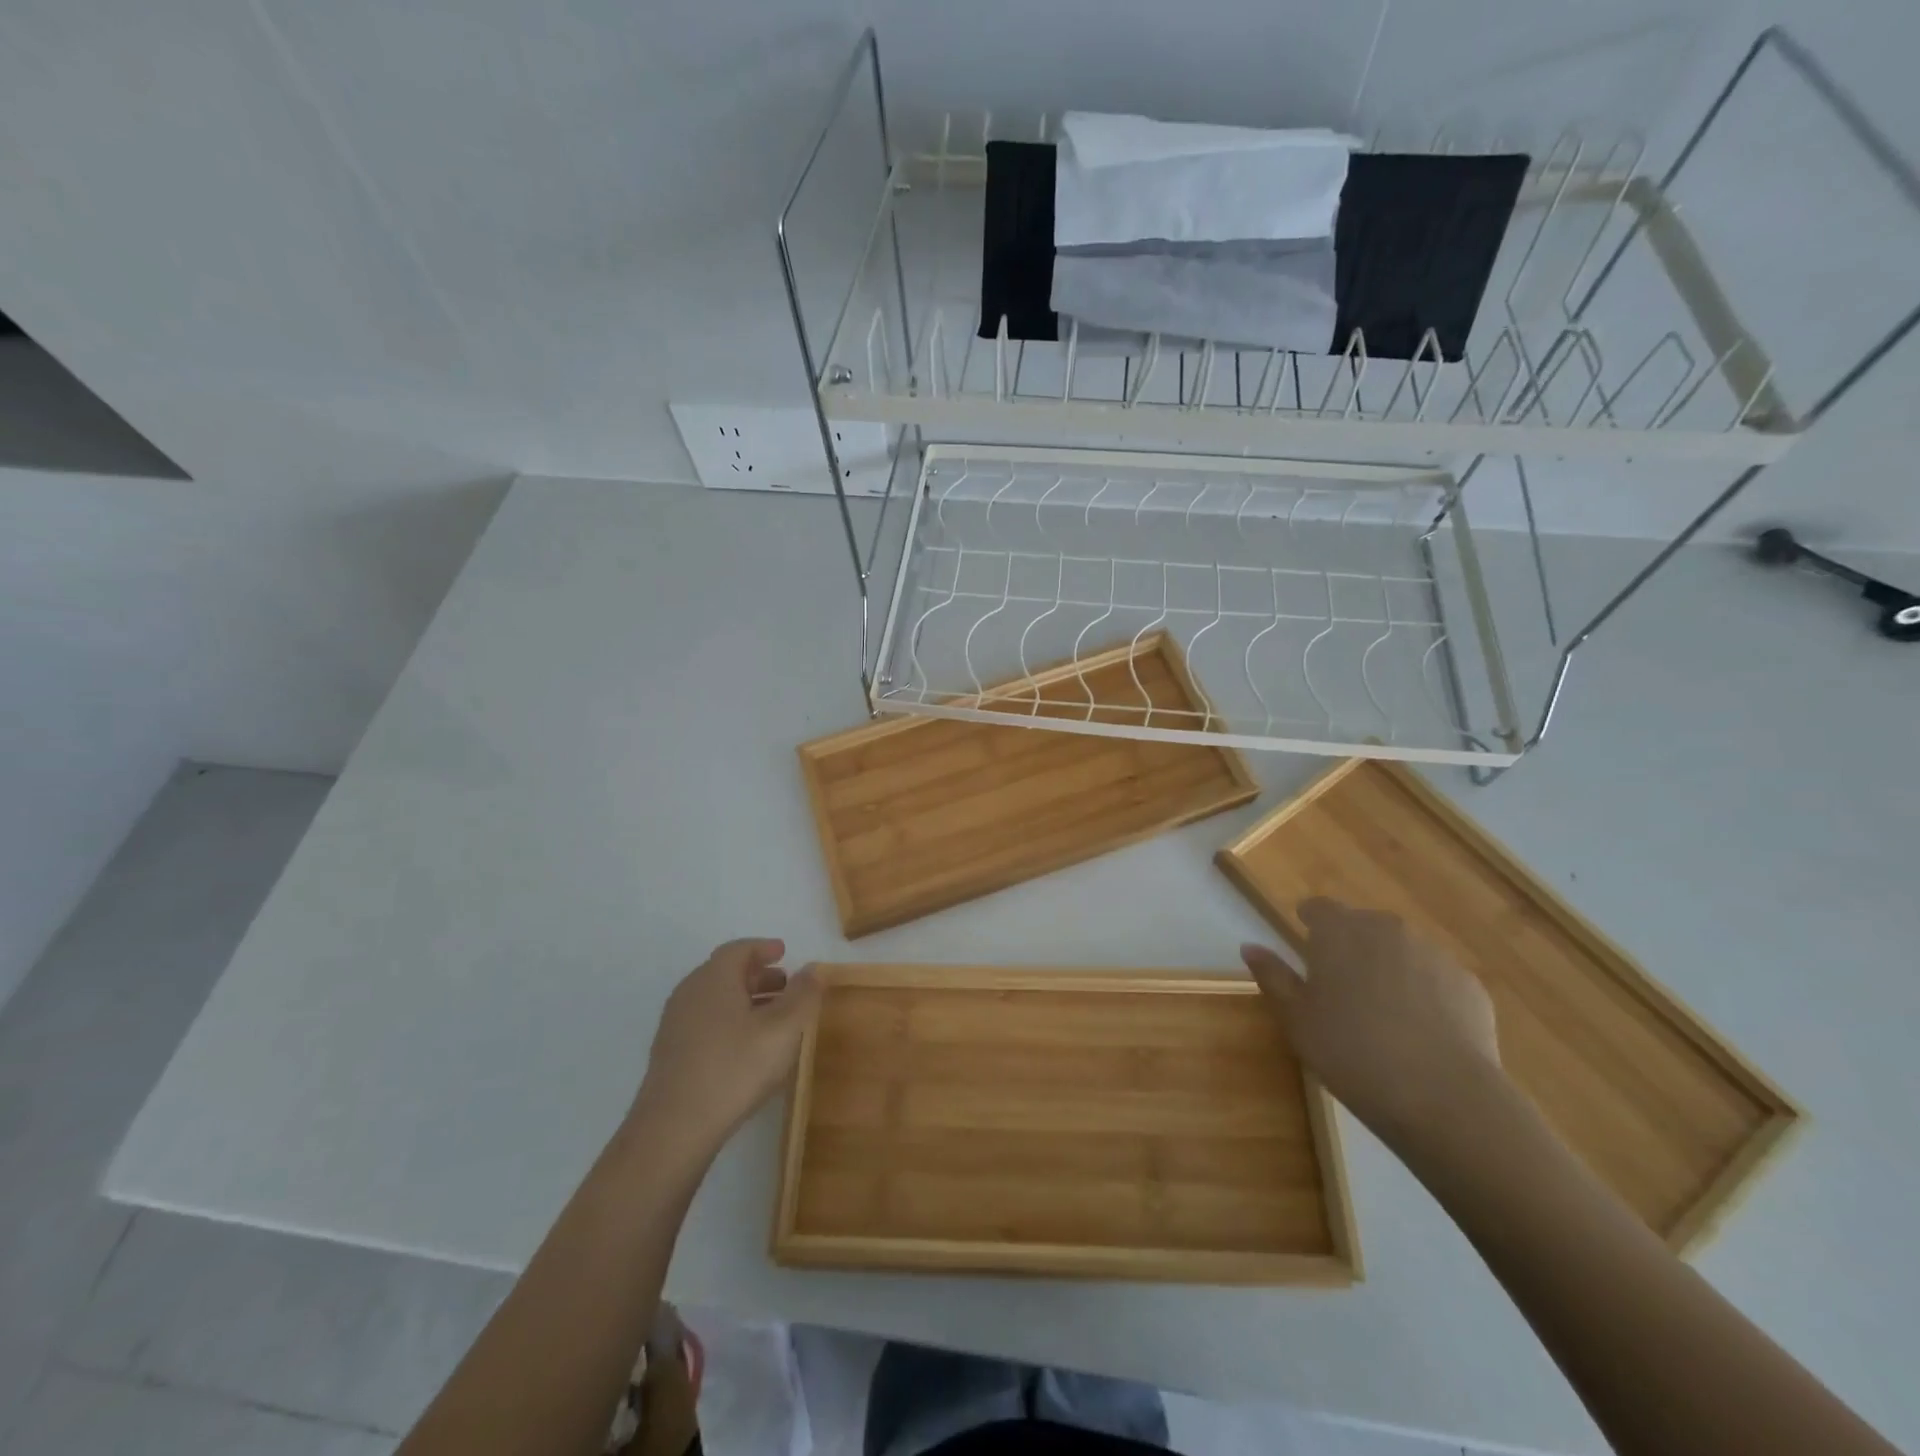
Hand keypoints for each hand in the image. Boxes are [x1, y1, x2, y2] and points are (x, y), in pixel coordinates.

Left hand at [630, 938, 820, 1160]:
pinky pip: (705, 1021)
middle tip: (785, 984)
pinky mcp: (670, 1053)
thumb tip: (813, 969)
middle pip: (725, 972)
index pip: (739, 949)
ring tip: (772, 1017)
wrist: (674, 1128)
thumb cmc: (735, 1068)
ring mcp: (675, 1024)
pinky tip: (747, 1046)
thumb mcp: (783, 1030)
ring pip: (715, 999)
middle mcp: (690, 992)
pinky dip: (729, 1020)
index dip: (763, 948)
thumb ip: (803, 995)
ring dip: (745, 999)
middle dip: (758, 975)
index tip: (783, 951)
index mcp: (714, 978)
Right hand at [1242, 899, 1502, 1149]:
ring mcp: (1434, 954)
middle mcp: (1387, 929)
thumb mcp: (1296, 1018)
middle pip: (1362, 926)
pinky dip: (1425, 994)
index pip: (1318, 908)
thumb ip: (1273, 976)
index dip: (1309, 924)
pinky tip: (1421, 1033)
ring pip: (1401, 951)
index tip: (1306, 950)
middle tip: (1340, 990)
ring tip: (1382, 1015)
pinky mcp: (1470, 985)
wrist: (1445, 1097)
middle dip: (1350, 947)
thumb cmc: (1351, 1051)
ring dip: (1388, 969)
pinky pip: (1436, 979)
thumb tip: (1250, 946)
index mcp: (1339, 930)